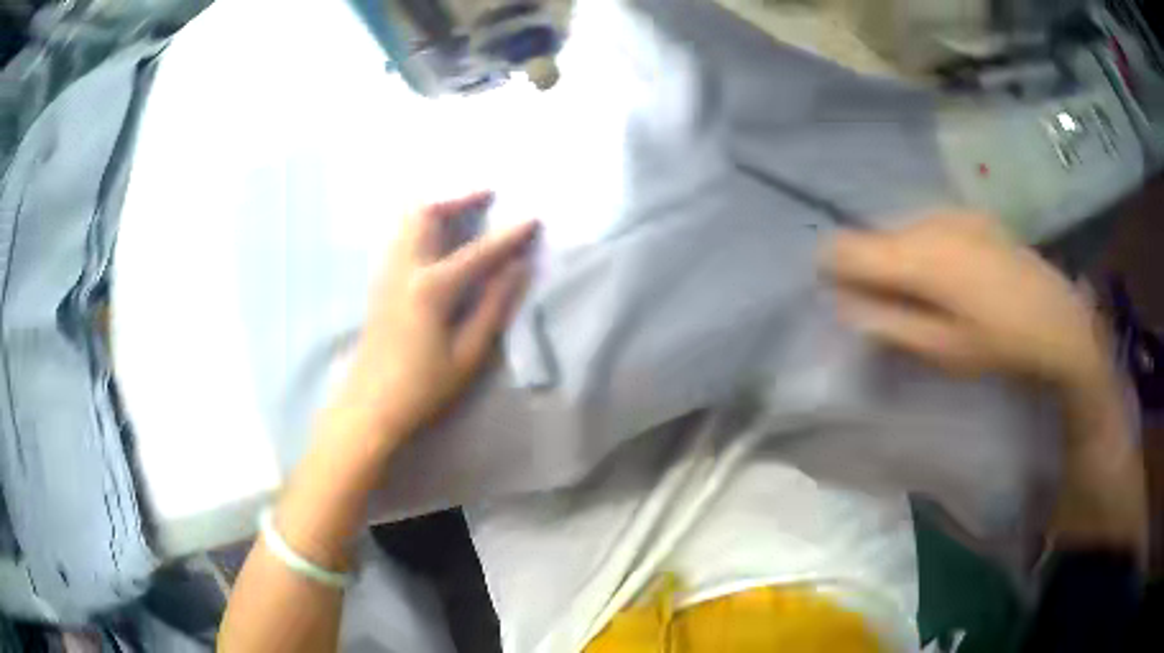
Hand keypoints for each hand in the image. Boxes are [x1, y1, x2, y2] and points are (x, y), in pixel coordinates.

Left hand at [336, 192, 538, 442]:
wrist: (369, 405)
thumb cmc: (422, 387)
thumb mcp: (467, 354)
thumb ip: (493, 306)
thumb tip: (518, 268)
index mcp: (430, 288)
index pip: (478, 252)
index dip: (509, 236)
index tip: (534, 219)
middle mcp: (404, 269)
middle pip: (425, 212)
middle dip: (458, 198)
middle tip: (487, 197)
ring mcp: (386, 272)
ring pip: (406, 220)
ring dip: (437, 207)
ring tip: (464, 212)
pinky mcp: (378, 281)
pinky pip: (400, 235)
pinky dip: (421, 224)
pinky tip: (437, 239)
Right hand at [821, 211, 1109, 389]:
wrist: (1057, 320)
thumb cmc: (999, 344)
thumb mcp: (941, 349)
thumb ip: (888, 324)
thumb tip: (845, 305)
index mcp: (918, 255)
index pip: (846, 246)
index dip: (831, 269)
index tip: (839, 297)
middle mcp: (928, 221)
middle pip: (873, 236)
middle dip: (870, 270)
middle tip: (888, 310)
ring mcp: (952, 213)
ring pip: (902, 230)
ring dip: (899, 260)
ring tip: (924, 297)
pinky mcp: (971, 215)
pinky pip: (929, 227)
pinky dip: (925, 250)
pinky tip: (951, 279)